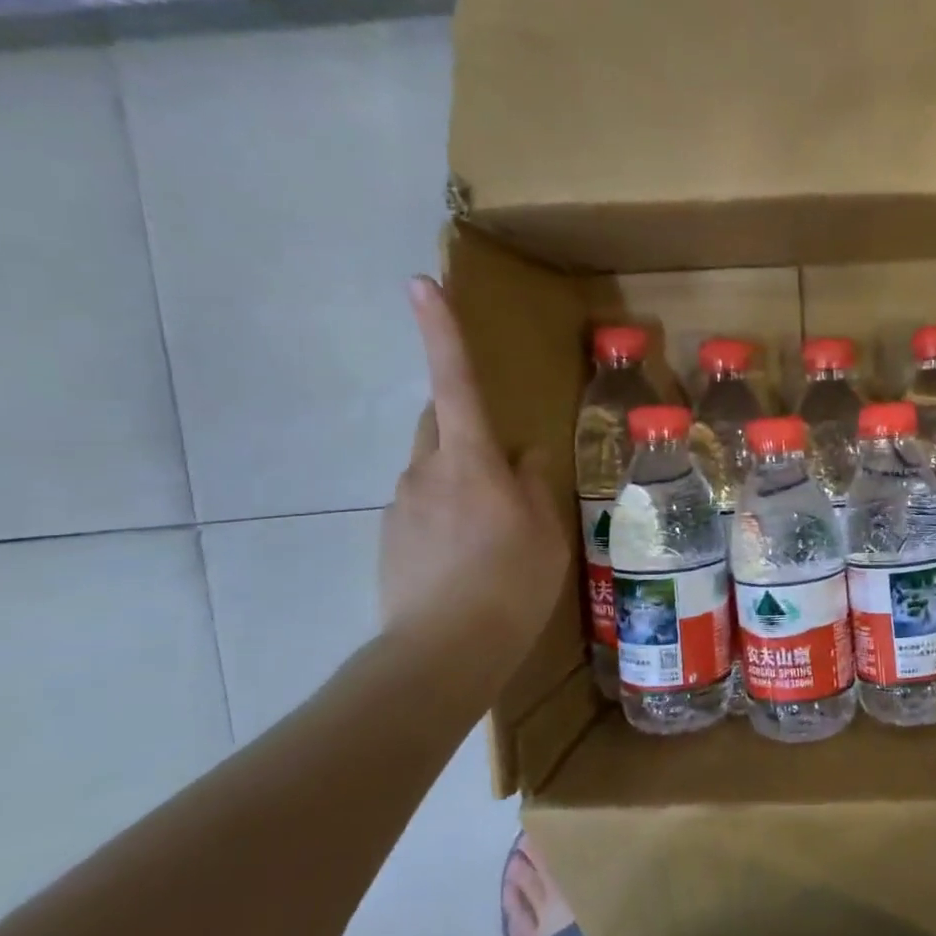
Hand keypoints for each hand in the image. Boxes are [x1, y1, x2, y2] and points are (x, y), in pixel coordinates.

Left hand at [380, 276, 568, 664]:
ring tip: (493, 534)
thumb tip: (523, 453)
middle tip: (504, 468)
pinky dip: (445, 516)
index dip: (442, 332)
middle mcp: (426, 470)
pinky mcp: (389, 537)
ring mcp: (400, 504)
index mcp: (471, 460)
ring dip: (460, 480)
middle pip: (440, 423)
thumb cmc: (511, 582)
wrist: (443, 651)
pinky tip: (467, 558)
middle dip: (465, 424)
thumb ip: (533, 481)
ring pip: (432, 469)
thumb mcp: (546, 530)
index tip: (420, 283)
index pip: (457, 383)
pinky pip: (421, 507)